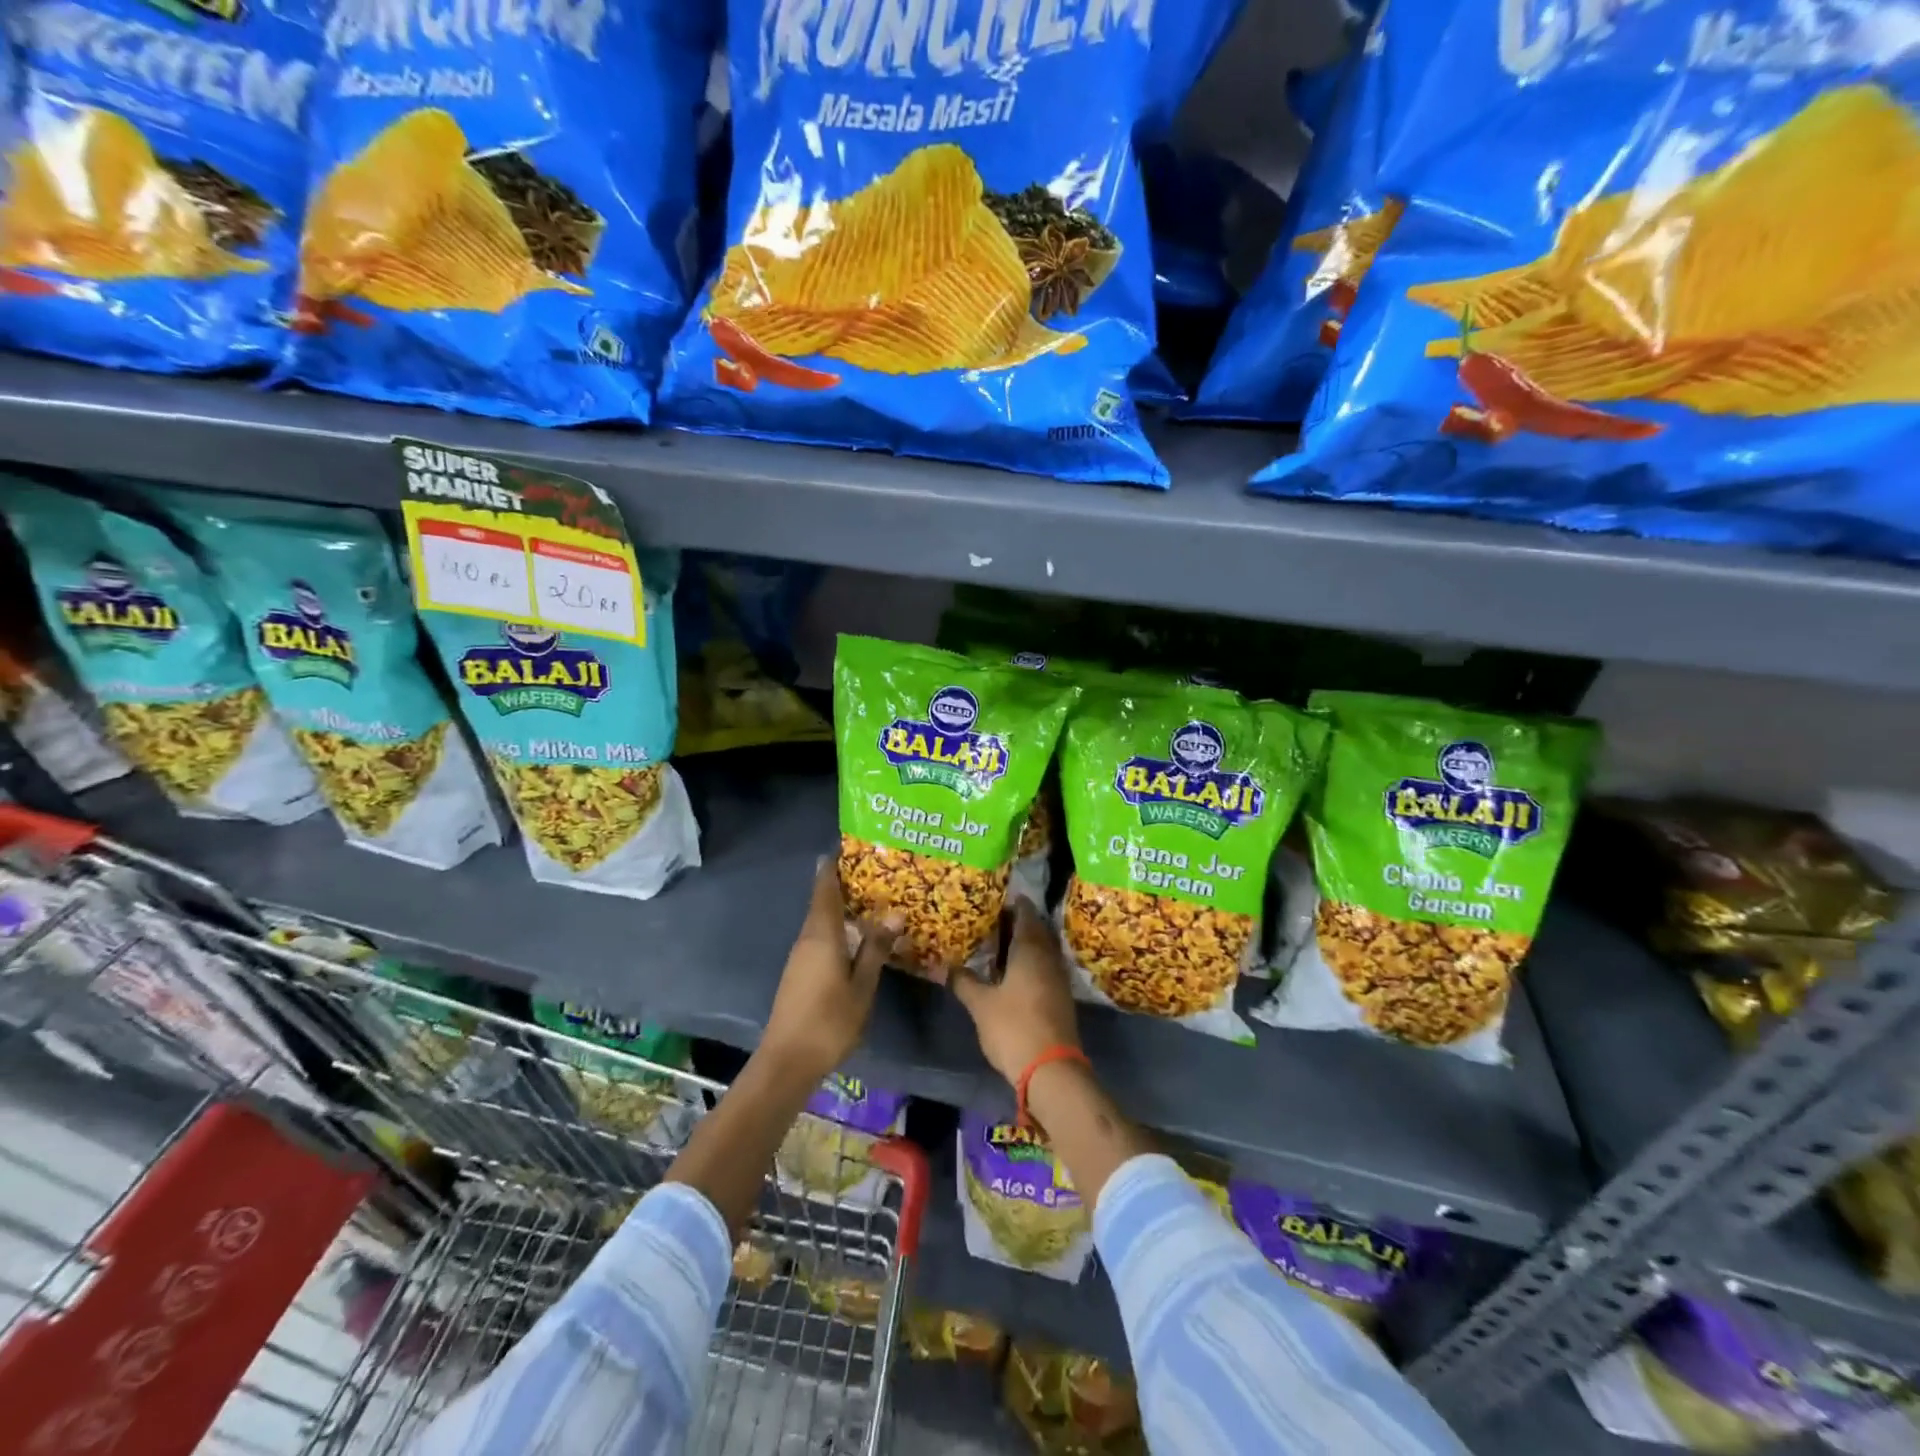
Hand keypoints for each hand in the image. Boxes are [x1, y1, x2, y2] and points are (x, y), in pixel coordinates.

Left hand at [761, 859, 901, 1083]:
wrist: (787, 1061)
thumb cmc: (829, 1021)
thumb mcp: (862, 986)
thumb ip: (875, 948)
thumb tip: (894, 913)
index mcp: (821, 934)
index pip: (825, 888)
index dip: (833, 865)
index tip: (848, 846)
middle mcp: (807, 938)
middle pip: (823, 901)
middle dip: (844, 884)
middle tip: (875, 872)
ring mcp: (800, 956)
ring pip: (822, 921)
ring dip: (842, 907)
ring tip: (873, 900)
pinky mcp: (799, 972)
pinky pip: (820, 937)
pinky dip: (837, 927)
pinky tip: (856, 936)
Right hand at [951, 899, 1081, 1084]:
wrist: (1051, 1069)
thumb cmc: (1014, 1027)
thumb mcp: (980, 1004)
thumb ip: (963, 981)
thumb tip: (945, 965)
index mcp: (1030, 949)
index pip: (1026, 914)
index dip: (1014, 904)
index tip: (998, 898)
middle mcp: (1048, 957)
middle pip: (1036, 930)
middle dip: (1018, 923)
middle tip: (993, 919)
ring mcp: (1058, 978)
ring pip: (1041, 950)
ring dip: (1024, 944)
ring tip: (999, 943)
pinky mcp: (1060, 997)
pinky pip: (1044, 967)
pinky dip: (1030, 963)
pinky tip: (1013, 972)